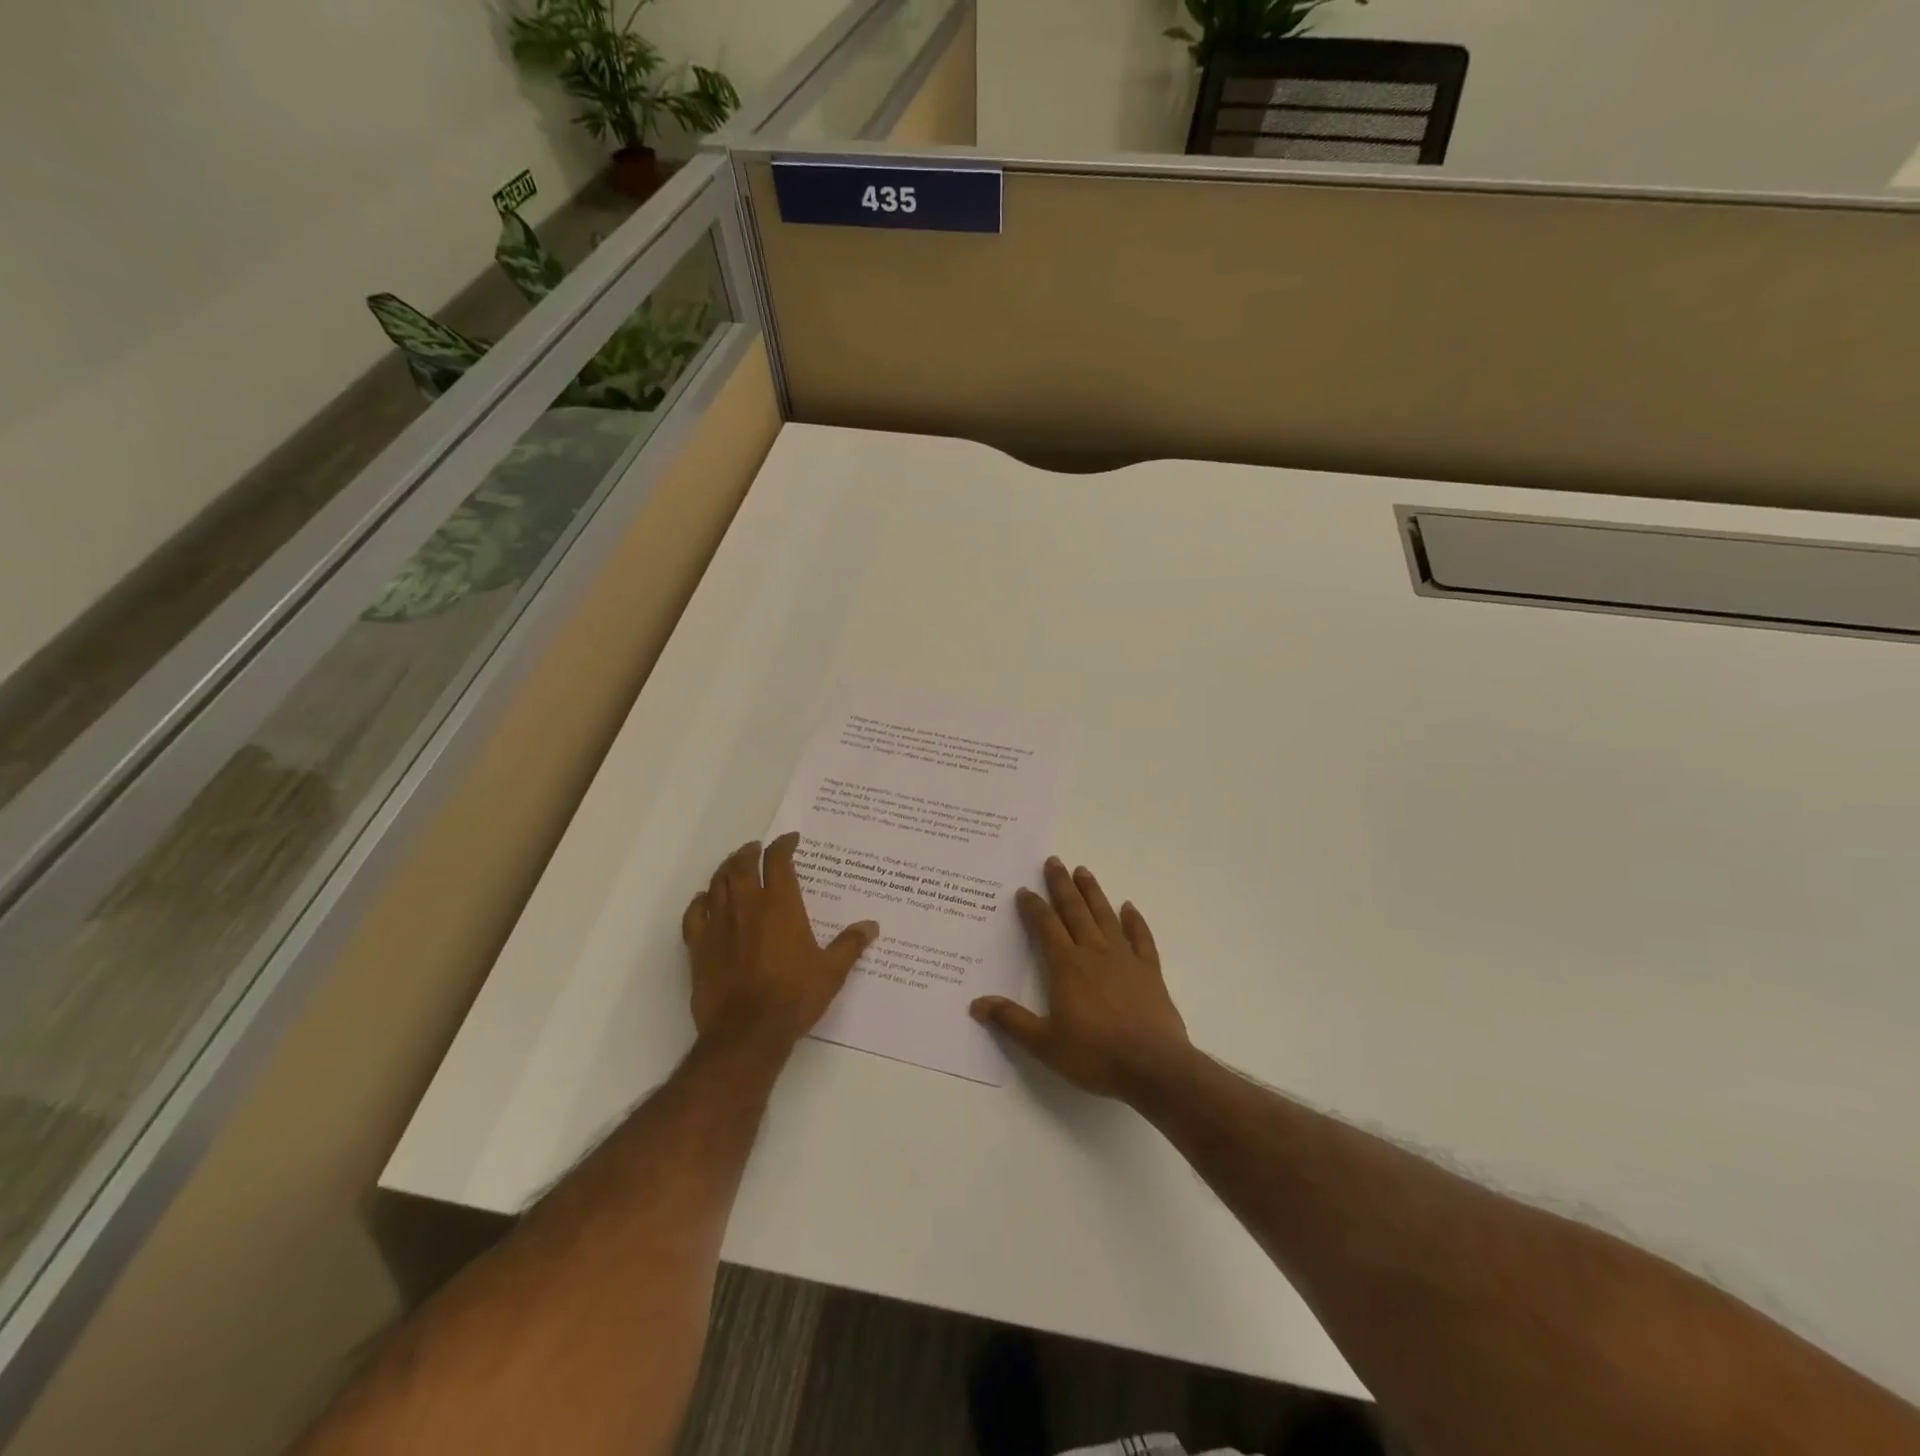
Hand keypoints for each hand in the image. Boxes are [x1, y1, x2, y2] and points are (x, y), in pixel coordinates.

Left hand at [681, 834, 878, 1055]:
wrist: (747, 1033)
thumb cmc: (794, 997)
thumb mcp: (831, 972)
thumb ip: (850, 945)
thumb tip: (871, 926)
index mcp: (780, 906)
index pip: (778, 862)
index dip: (783, 846)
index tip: (790, 840)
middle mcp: (747, 906)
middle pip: (741, 865)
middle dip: (750, 852)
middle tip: (756, 849)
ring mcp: (719, 925)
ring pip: (716, 884)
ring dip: (725, 870)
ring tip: (733, 867)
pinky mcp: (699, 946)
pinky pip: (694, 913)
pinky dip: (700, 901)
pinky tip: (705, 901)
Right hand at [971, 858, 1191, 1102]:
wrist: (1153, 1067)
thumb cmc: (1095, 1055)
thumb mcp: (1044, 1044)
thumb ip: (1011, 1021)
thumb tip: (976, 1004)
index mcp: (1066, 965)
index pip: (1045, 926)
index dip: (1033, 906)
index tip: (1025, 890)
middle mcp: (1094, 952)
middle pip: (1074, 910)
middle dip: (1061, 885)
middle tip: (1054, 861)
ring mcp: (1125, 958)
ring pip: (1105, 915)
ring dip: (1093, 892)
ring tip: (1083, 870)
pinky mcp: (1149, 970)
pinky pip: (1140, 937)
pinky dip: (1134, 920)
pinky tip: (1129, 907)